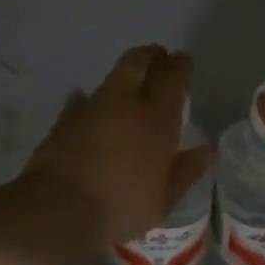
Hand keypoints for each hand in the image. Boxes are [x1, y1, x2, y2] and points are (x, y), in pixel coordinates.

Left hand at [23, 44, 214, 259]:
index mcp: (157, 117)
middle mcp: (126, 102)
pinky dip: (90, 99)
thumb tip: (207, 151)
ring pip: (112, 76)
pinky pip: (83, 99)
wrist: (58, 209)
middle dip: (152, 55)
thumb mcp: (163, 200)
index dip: (180, 65)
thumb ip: (186, 172)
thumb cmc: (120, 207)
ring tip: (130, 84)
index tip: (184, 62)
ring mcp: (93, 106)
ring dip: (124, 75)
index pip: (173, 76)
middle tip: (159, 58)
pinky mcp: (66, 117)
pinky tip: (90, 106)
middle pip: (139, 61)